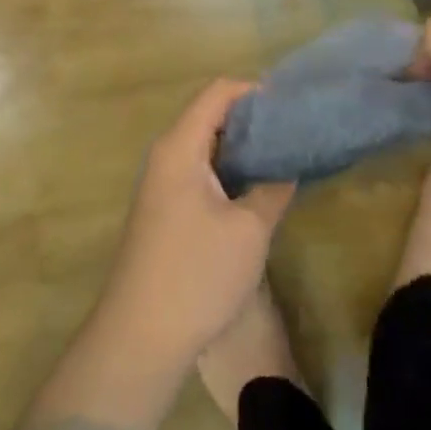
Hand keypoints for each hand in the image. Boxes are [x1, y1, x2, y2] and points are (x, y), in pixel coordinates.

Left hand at [93, 79, 294, 375]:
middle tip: (292, 131)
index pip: (218, 92)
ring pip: (204, 144)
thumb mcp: (249, 231)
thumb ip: (273, 188)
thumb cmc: (196, 275)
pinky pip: (197, 169)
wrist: (138, 338)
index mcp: (180, 147)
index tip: (290, 106)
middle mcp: (165, 154)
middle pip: (209, 114)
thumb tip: (289, 165)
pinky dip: (226, 169)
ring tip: (280, 156)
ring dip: (240, 147)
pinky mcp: (162, 208)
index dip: (255, 91)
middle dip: (251, 119)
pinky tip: (253, 187)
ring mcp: (160, 182)